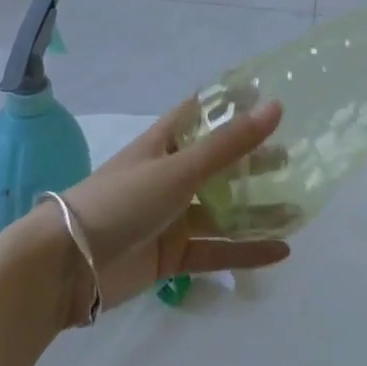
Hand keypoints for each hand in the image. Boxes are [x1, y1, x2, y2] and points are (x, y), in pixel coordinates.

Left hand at [50, 99, 292, 315]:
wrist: (67, 267)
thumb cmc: (122, 201)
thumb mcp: (179, 169)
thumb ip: (229, 144)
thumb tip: (276, 106)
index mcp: (165, 142)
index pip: (202, 113)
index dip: (232, 104)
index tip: (269, 98)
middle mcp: (170, 174)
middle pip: (219, 163)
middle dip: (254, 161)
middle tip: (294, 160)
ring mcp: (171, 216)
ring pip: (222, 210)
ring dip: (256, 210)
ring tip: (299, 209)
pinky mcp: (171, 255)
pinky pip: (216, 250)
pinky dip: (246, 250)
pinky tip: (281, 251)